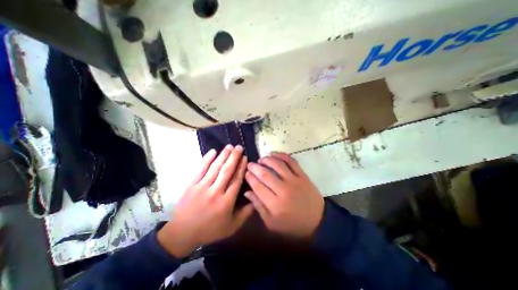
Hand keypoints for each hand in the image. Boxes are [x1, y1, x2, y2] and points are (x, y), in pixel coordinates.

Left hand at [159, 145, 254, 257]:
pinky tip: (213, 151)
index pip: (236, 180)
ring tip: (229, 146)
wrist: (182, 233)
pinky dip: (207, 159)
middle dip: (234, 157)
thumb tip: (255, 200)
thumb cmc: (210, 230)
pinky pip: (200, 169)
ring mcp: (202, 187)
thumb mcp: (231, 227)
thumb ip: (245, 214)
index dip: (241, 167)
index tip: (245, 157)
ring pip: (215, 168)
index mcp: (226, 202)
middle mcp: (215, 192)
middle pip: (227, 171)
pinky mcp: (191, 185)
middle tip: (239, 147)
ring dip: (223, 156)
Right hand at [245, 151, 322, 237]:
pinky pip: (291, 161)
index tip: (246, 173)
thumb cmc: (292, 224)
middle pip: (265, 174)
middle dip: (255, 167)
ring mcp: (294, 181)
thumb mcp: (272, 223)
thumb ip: (258, 207)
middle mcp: (284, 190)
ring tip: (261, 159)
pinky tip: (274, 154)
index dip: (250, 178)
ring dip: (267, 159)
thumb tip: (247, 192)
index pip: (258, 186)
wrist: (318, 221)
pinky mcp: (303, 176)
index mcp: (275, 205)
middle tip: (250, 164)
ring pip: (277, 165)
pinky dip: (281, 155)